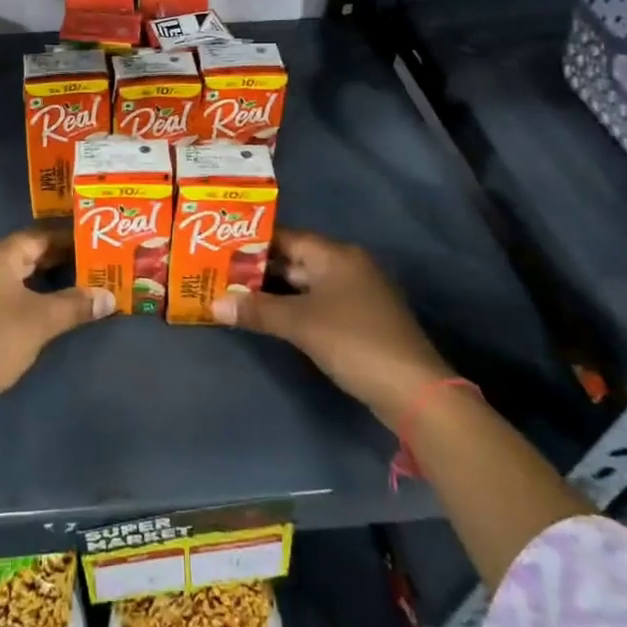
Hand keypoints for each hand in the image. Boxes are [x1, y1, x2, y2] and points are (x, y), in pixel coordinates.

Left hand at [0, 225, 115, 417]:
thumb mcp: (42, 322)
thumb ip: (76, 305)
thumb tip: (109, 297)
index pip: (38, 237)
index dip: (68, 242)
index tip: (93, 247)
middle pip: (20, 253)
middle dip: (54, 261)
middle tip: (87, 268)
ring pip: (5, 274)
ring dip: (34, 279)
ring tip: (67, 288)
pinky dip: (14, 294)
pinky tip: (31, 309)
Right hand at [211, 228, 452, 419]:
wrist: (412, 390)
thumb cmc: (353, 341)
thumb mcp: (300, 324)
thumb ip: (257, 310)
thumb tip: (213, 303)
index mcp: (336, 255)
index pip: (286, 237)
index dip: (252, 242)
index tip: (219, 247)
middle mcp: (347, 267)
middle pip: (295, 260)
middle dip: (259, 269)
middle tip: (219, 274)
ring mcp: (356, 294)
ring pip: (305, 285)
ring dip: (274, 292)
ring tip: (235, 295)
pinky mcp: (359, 321)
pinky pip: (317, 304)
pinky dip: (292, 308)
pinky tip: (268, 318)